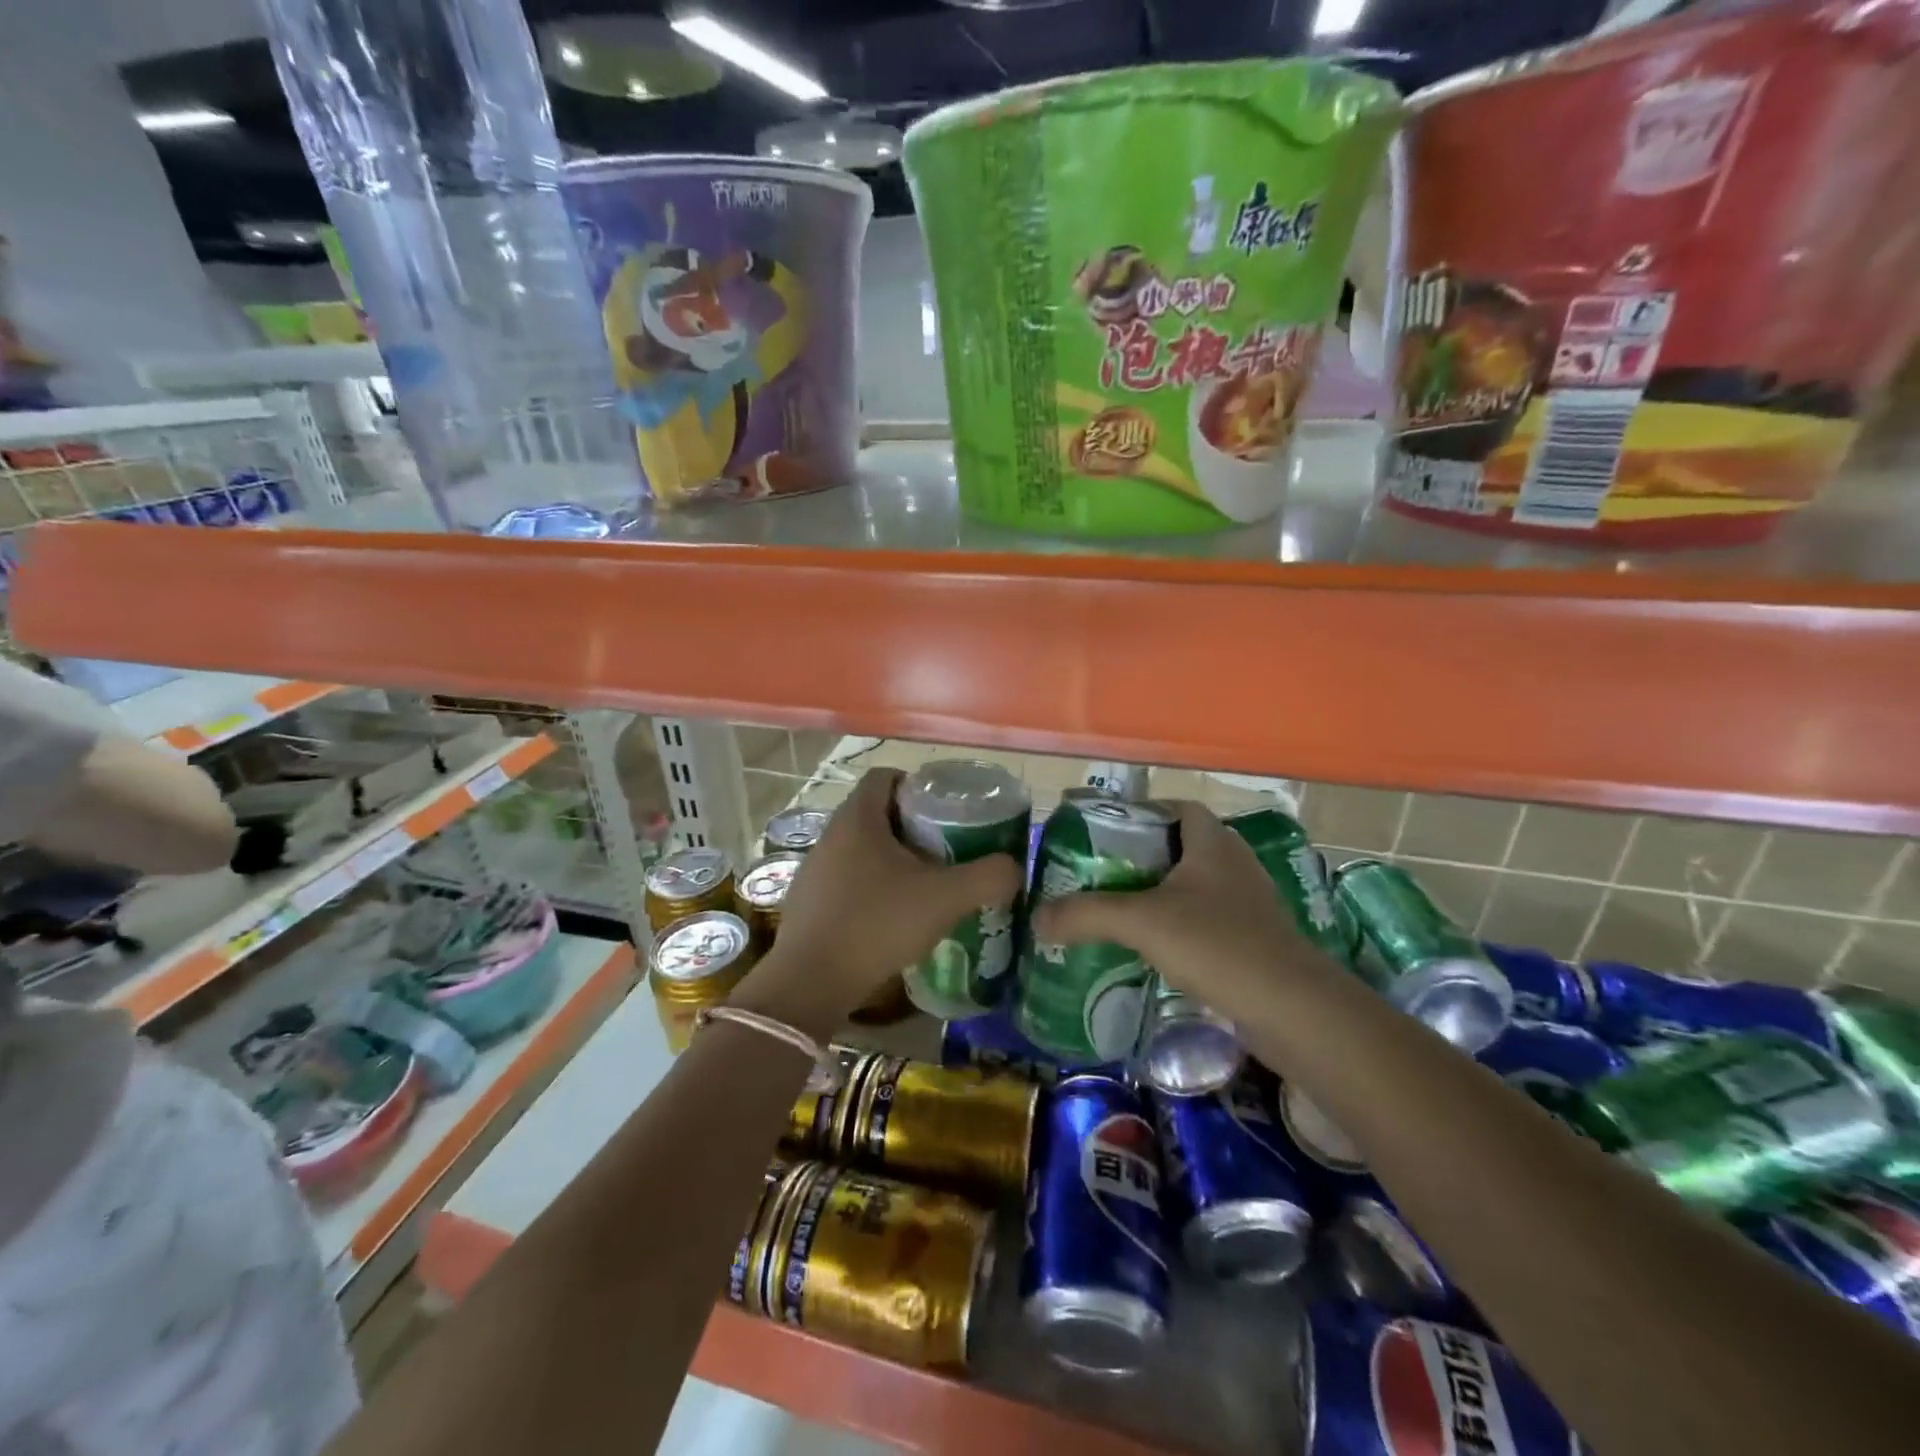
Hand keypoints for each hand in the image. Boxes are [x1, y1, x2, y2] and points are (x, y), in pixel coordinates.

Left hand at [732, 769, 1023, 1036]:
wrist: (811, 983)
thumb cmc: (877, 924)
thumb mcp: (945, 898)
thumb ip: (988, 877)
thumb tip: (1013, 868)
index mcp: (858, 817)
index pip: (886, 776)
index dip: (918, 786)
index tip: (946, 813)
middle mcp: (831, 833)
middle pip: (877, 812)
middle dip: (913, 827)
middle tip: (947, 851)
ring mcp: (815, 867)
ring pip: (863, 848)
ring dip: (893, 859)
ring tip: (925, 886)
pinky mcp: (809, 900)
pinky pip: (848, 878)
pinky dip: (873, 886)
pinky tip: (893, 917)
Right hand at [1031, 802, 1326, 1017]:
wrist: (1293, 1010)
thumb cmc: (1217, 944)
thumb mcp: (1142, 922)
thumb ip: (1086, 914)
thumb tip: (1036, 917)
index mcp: (1214, 842)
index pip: (1178, 807)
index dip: (1143, 813)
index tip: (1106, 833)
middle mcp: (1235, 864)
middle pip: (1183, 847)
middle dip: (1143, 857)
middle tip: (1102, 874)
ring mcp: (1250, 904)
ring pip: (1196, 886)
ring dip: (1162, 894)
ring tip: (1121, 911)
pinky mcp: (1255, 941)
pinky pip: (1209, 920)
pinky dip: (1181, 926)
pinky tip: (1155, 949)